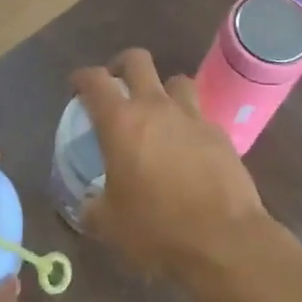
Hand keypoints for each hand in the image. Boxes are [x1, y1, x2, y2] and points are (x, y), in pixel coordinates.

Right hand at [73, 49, 269, 282]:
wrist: (224, 241)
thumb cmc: (156, 229)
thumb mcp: (109, 224)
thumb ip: (93, 205)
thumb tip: (89, 203)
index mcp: (120, 122)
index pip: (94, 80)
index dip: (82, 78)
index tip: (77, 89)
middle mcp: (155, 107)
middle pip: (137, 60)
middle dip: (122, 66)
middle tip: (116, 86)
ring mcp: (192, 117)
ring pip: (176, 80)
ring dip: (162, 90)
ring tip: (157, 112)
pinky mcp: (220, 134)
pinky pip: (200, 115)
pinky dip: (189, 123)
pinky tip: (187, 147)